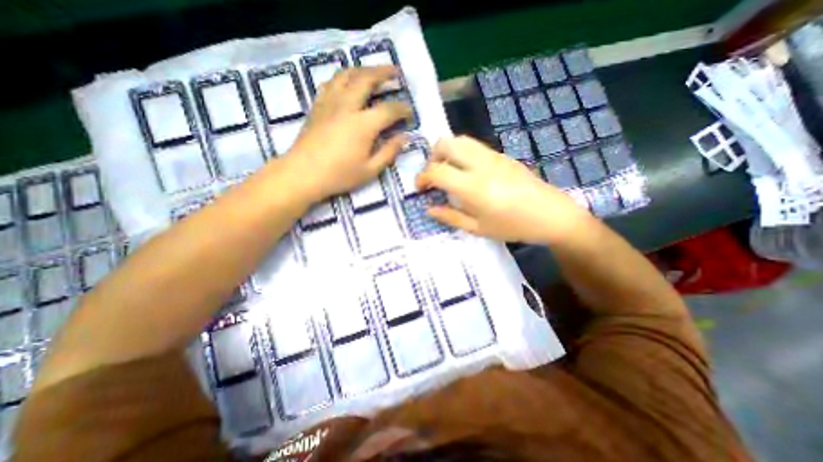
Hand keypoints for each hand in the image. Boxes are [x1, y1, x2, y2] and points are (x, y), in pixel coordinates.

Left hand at [288, 65, 411, 201]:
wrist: (303, 174)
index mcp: (363, 125)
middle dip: (384, 72)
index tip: (410, 112)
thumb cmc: (339, 175)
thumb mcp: (370, 170)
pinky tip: (347, 83)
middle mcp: (347, 106)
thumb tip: (405, 138)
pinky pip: (331, 83)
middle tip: (396, 73)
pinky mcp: (317, 106)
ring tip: (373, 72)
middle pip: (366, 79)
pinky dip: (343, 78)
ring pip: (347, 75)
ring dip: (363, 69)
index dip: (403, 109)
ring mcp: (329, 103)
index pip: (389, 110)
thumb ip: (389, 152)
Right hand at [420, 136, 591, 245]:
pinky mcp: (502, 155)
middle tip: (433, 176)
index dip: (422, 177)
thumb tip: (429, 209)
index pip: (437, 171)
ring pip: (460, 140)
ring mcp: (493, 156)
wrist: (551, 214)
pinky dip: (461, 154)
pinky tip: (466, 173)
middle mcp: (481, 164)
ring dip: (446, 152)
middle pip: (446, 143)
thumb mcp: (478, 228)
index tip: (419, 188)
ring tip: (447, 172)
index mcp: (473, 186)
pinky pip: (474, 147)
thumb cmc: (513, 226)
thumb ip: (450, 217)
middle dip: (432, 157)